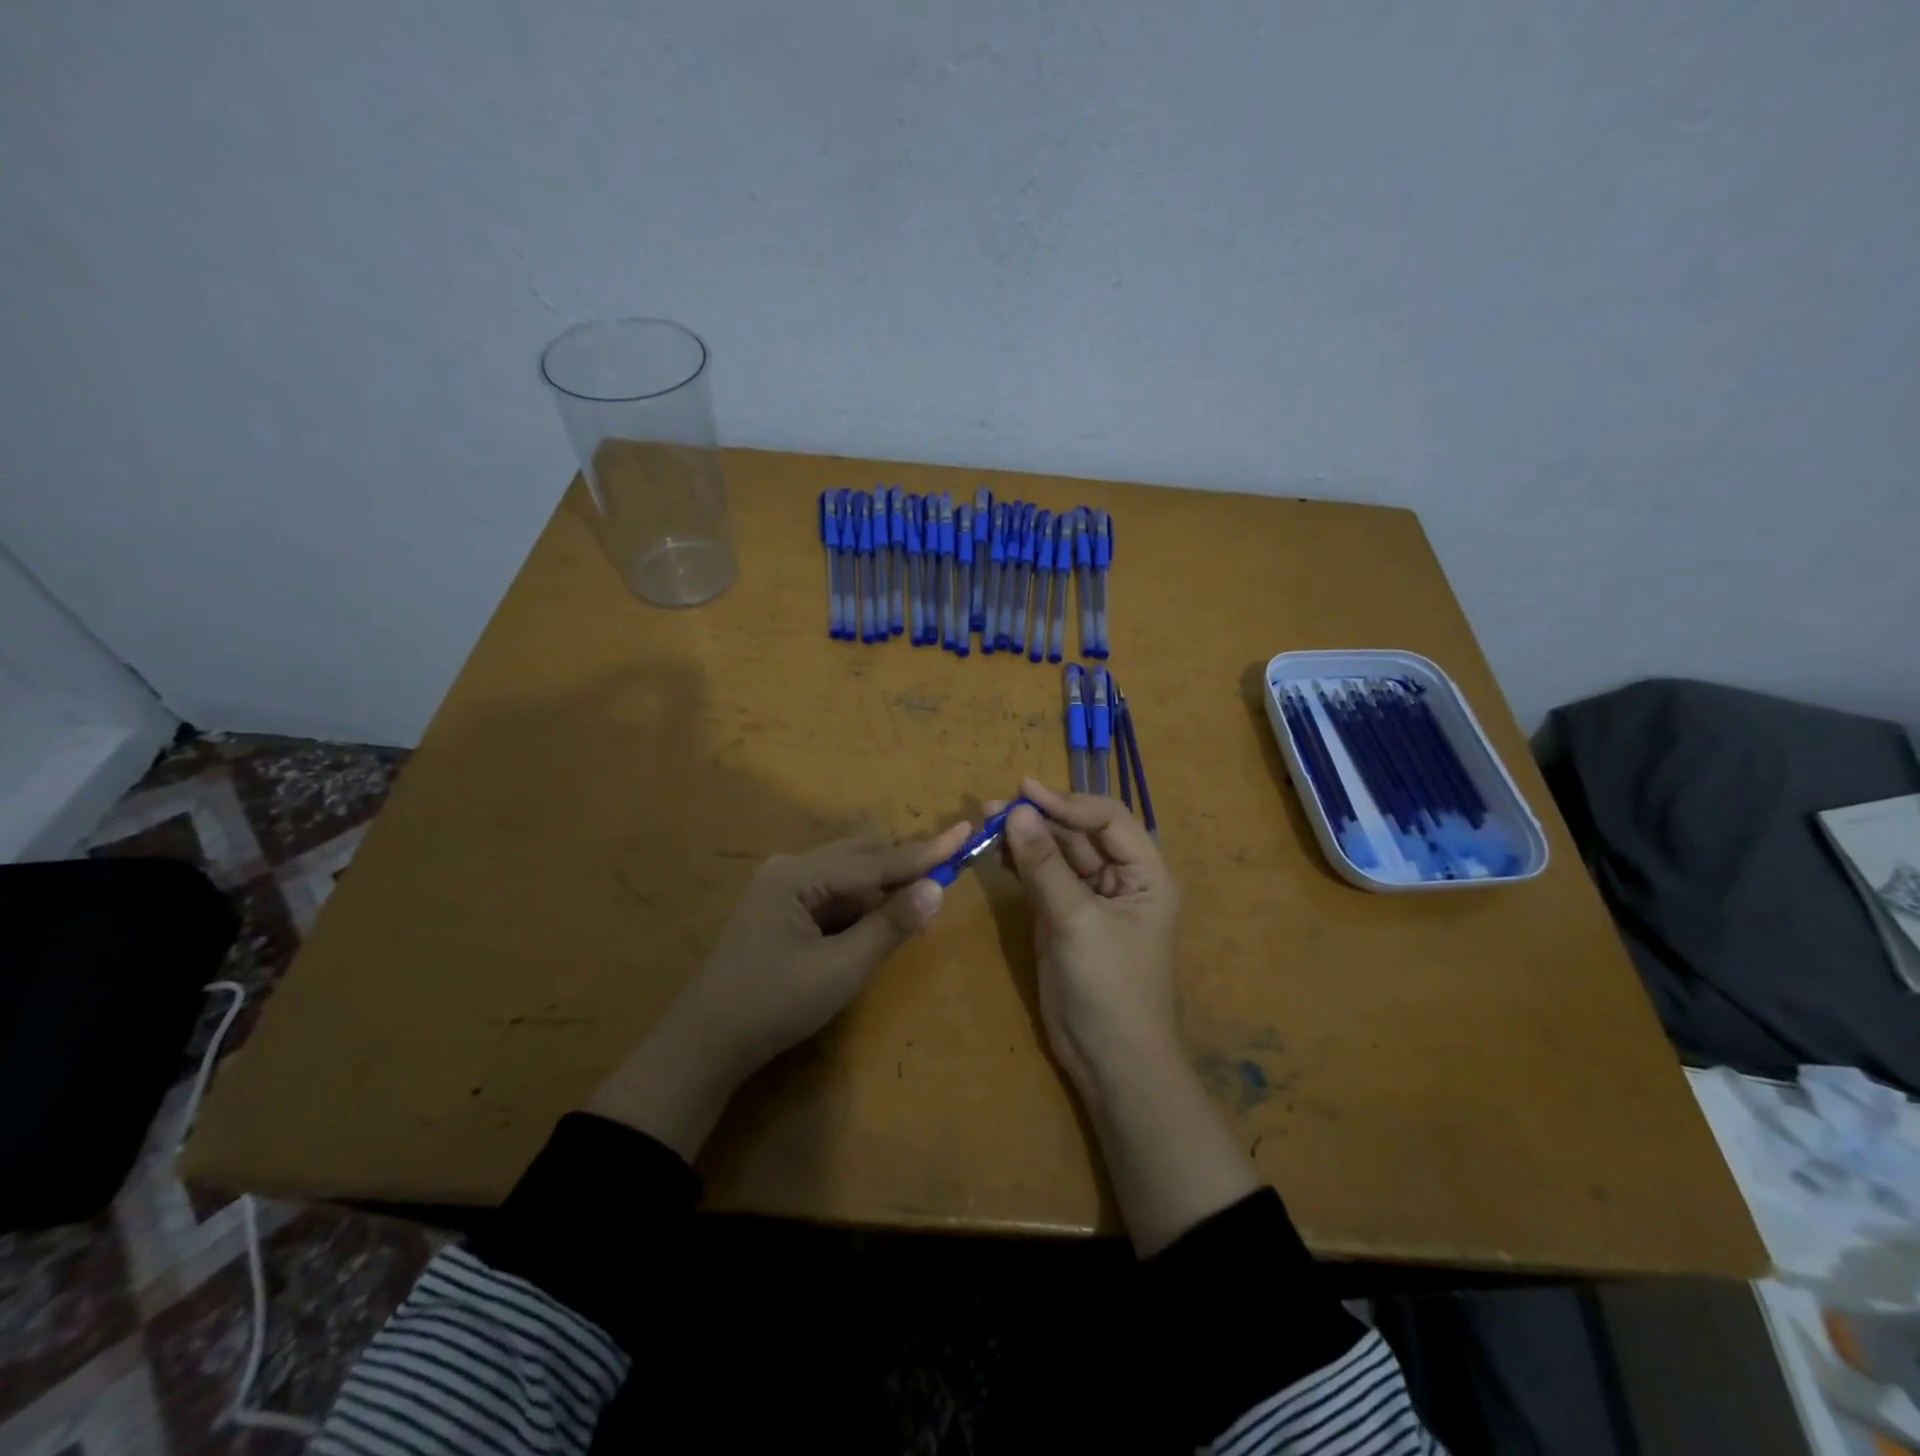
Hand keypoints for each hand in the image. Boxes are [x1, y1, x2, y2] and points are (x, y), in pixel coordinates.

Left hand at [590, 820, 970, 1157]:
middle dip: (904, 865)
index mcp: (799, 875)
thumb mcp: (841, 969)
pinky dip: (860, 905)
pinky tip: (878, 921)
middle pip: (861, 855)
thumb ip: (890, 925)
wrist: (704, 1046)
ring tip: (918, 902)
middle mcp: (790, 868)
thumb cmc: (774, 1005)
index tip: (966, 831)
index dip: (925, 851)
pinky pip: (832, 894)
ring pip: (847, 874)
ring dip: (883, 886)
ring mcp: (781, 888)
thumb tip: (937, 888)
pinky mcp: (780, 910)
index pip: (876, 860)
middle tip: (948, 870)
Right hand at [993, 780, 1180, 1098]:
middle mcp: (1121, 879)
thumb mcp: (1077, 921)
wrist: (1110, 1061)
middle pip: (1079, 833)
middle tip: (992, 806)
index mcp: (1145, 874)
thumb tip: (1016, 812)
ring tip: (985, 821)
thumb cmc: (1109, 987)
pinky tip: (995, 852)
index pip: (1108, 819)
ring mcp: (1090, 899)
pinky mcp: (1063, 918)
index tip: (1025, 793)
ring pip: (1057, 855)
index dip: (1068, 802)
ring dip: (1025, 838)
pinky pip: (1042, 880)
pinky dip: (1020, 865)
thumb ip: (1045, 866)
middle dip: (1039, 818)